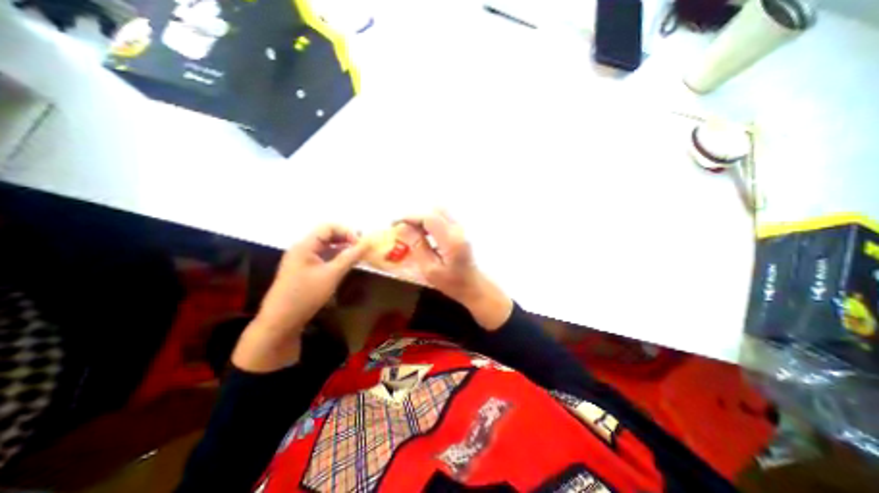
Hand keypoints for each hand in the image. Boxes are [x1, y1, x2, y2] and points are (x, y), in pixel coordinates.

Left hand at [229, 226, 367, 370]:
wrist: (281, 321)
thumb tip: (366, 244)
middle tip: (362, 249)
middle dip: (346, 239)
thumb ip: (349, 257)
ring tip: (357, 256)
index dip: (347, 232)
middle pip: (327, 235)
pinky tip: (346, 264)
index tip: (361, 243)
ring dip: (342, 248)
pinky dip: (335, 257)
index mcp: (305, 245)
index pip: (328, 227)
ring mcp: (302, 259)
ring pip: (325, 247)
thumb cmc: (306, 295)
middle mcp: (302, 248)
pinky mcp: (304, 270)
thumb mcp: (331, 275)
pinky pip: (322, 257)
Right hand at [397, 210, 512, 331]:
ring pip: (439, 212)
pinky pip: (443, 217)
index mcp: (451, 240)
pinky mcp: (460, 229)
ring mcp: (461, 228)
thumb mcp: (430, 269)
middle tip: (403, 227)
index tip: (395, 223)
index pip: (429, 218)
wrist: (473, 285)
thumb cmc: (452, 282)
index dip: (410, 217)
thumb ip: (417, 246)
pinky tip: (423, 233)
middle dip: (416, 215)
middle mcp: (458, 229)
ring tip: (411, 231)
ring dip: (423, 217)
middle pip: (435, 210)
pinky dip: (430, 221)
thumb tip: (402, 227)